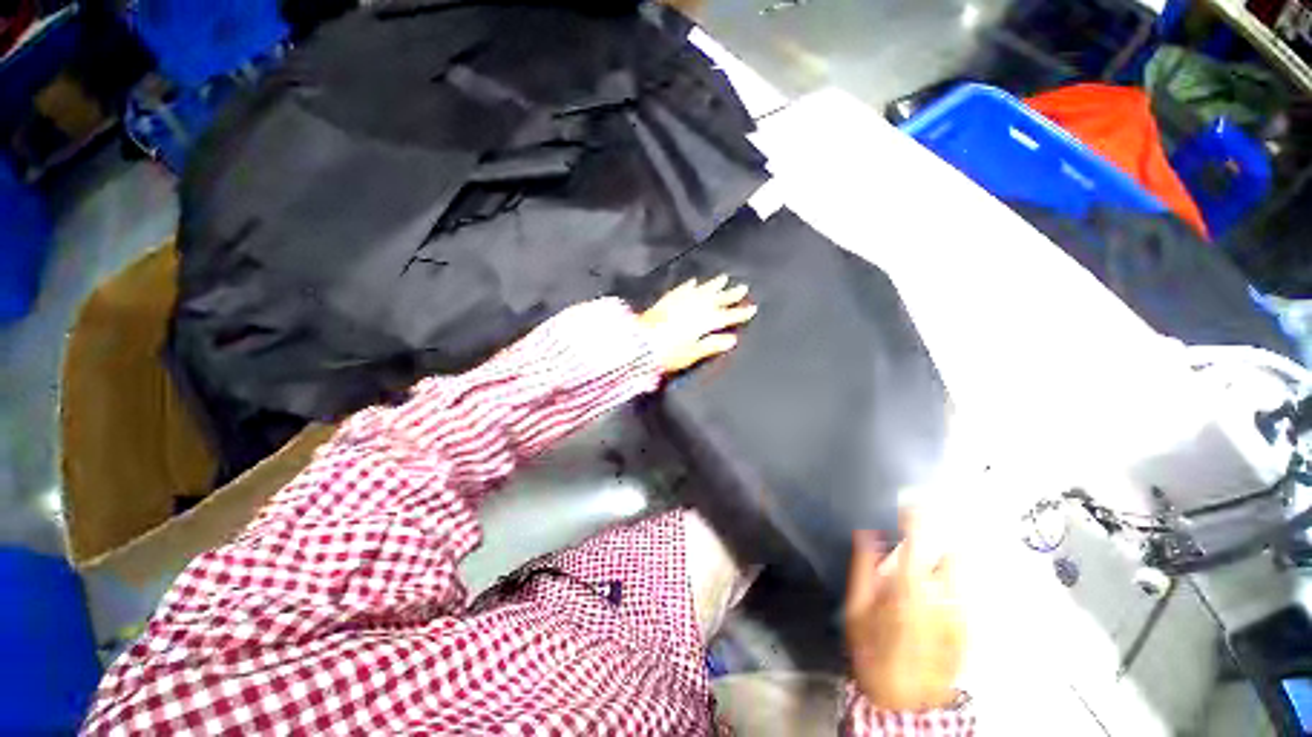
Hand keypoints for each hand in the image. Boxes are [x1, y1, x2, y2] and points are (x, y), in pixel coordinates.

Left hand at [638, 275, 755, 374]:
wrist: (640, 343)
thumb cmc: (669, 353)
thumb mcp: (693, 353)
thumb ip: (712, 344)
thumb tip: (732, 339)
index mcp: (705, 321)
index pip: (727, 316)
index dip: (740, 313)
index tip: (752, 308)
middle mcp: (695, 307)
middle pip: (716, 299)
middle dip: (730, 294)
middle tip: (742, 286)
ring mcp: (681, 301)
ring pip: (702, 290)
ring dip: (713, 284)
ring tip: (723, 278)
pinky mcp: (667, 300)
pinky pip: (682, 289)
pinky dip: (690, 285)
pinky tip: (694, 281)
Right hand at [844, 513, 964, 711]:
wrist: (905, 701)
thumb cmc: (874, 651)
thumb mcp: (856, 608)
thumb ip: (863, 567)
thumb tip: (868, 532)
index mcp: (911, 585)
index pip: (921, 537)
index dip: (918, 514)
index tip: (912, 499)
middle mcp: (944, 595)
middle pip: (953, 551)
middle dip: (936, 542)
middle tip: (917, 546)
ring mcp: (962, 612)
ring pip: (962, 572)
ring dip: (945, 563)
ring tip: (925, 573)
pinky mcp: (971, 627)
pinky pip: (965, 592)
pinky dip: (952, 585)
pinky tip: (934, 600)